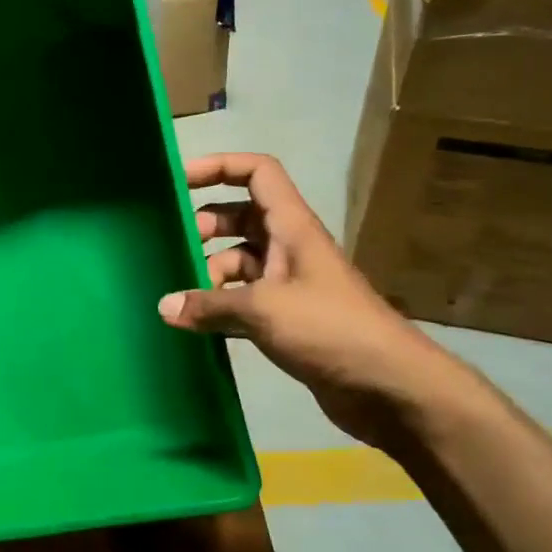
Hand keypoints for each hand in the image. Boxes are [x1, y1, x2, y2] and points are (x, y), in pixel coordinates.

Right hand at [158, 153, 455, 451]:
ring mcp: (289, 284)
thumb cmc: (329, 328)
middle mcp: (289, 247)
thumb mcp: (263, 309)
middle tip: (174, 248)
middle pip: (241, 216)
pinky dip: (221, 304)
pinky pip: (245, 297)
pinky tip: (196, 323)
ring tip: (182, 296)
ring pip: (240, 260)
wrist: (387, 386)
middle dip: (206, 225)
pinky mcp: (288, 318)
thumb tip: (164, 307)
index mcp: (292, 226)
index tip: (179, 179)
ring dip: (210, 271)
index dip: (219, 166)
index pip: (257, 173)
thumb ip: (210, 304)